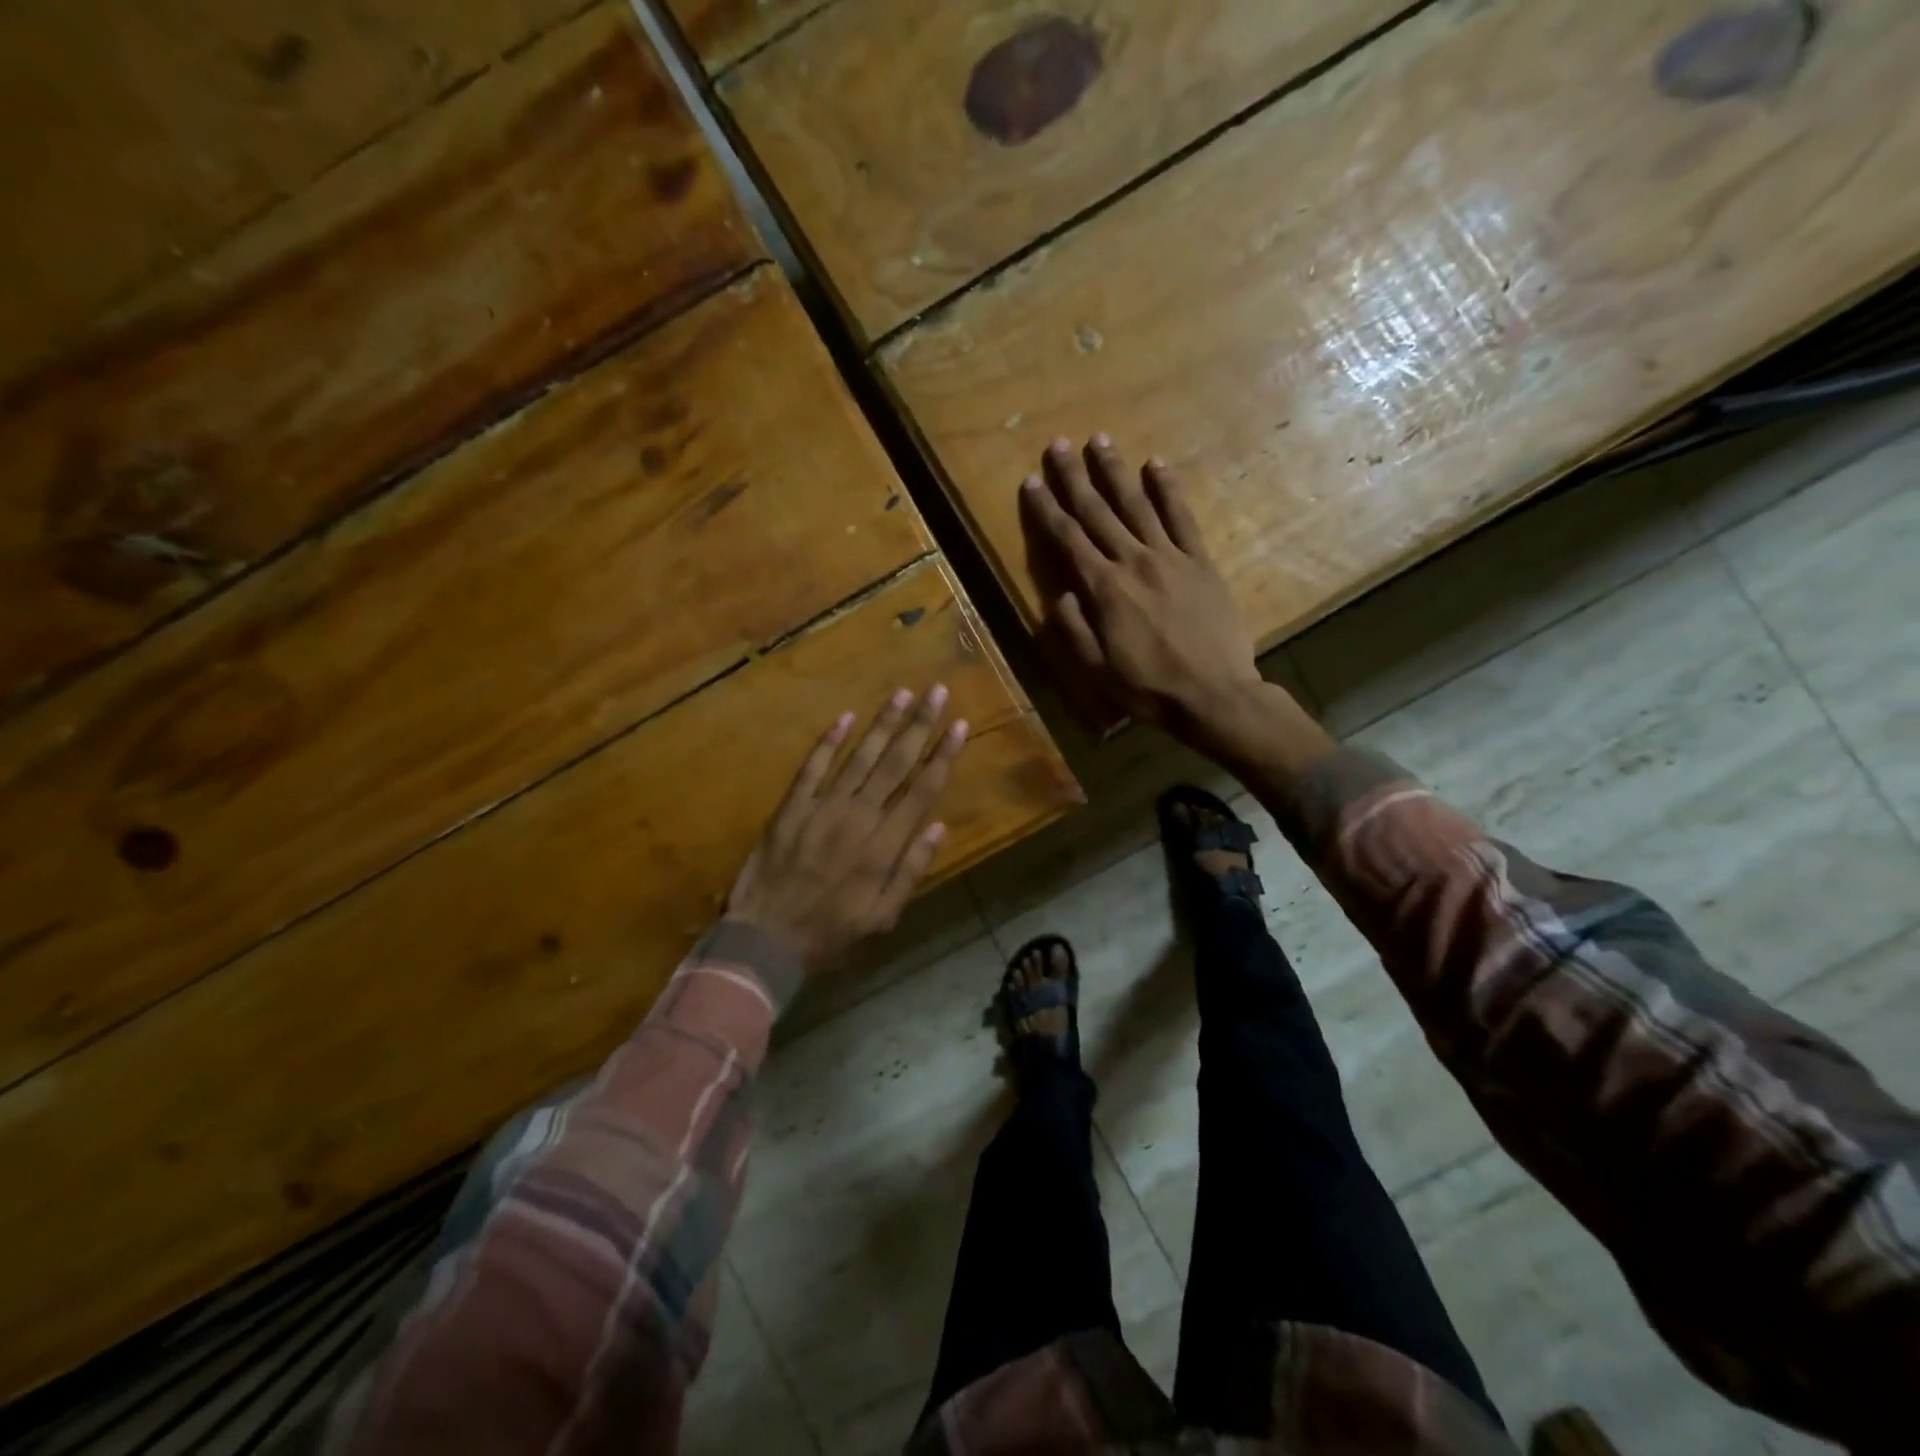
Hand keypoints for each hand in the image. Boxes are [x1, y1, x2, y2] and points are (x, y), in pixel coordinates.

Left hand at [725, 687, 967, 973]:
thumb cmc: (830, 932)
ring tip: (902, 693)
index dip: (943, 756)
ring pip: (860, 757)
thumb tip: (938, 826)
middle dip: (919, 725)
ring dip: (882, 724)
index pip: (922, 790)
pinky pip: (813, 768)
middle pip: (896, 763)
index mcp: (884, 845)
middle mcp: (859, 817)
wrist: (766, 938)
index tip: (959, 726)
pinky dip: (828, 742)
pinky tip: (845, 717)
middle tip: (937, 692)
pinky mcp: (792, 807)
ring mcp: (822, 808)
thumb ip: (911, 870)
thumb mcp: (882, 915)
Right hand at [1019, 434, 1268, 751]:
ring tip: (1099, 440)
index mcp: (1103, 589)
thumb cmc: (1149, 688)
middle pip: (1097, 512)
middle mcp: (1133, 562)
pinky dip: (1168, 489)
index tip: (1031, 481)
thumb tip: (1059, 594)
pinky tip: (1156, 465)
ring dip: (1115, 471)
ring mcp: (1170, 557)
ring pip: (1136, 505)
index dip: (1046, 509)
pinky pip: (1182, 518)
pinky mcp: (1200, 562)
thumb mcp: (1097, 670)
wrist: (1214, 694)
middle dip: (1075, 477)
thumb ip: (1073, 630)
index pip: (1067, 539)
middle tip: (1058, 444)